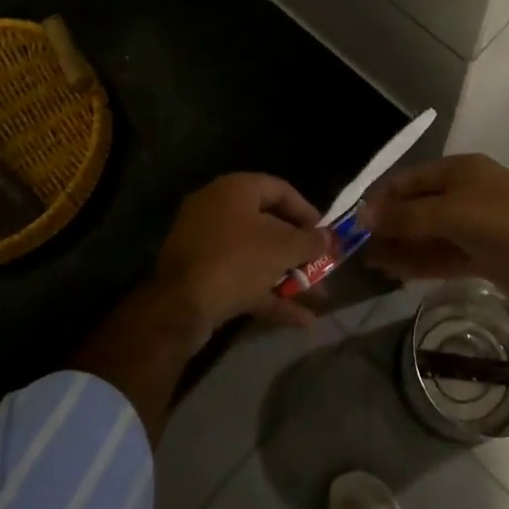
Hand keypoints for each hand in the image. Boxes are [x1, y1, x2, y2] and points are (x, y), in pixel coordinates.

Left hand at [153, 174, 332, 335]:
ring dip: (288, 276)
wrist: (179, 307)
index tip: (325, 233)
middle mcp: (218, 209)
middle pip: (269, 225)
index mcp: (235, 190)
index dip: (307, 211)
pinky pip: (241, 278)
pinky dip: (268, 294)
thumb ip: (310, 241)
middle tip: (323, 266)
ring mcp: (206, 244)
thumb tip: (328, 237)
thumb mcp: (282, 249)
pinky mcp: (201, 275)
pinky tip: (300, 319)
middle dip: (300, 251)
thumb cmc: (236, 261)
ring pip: (256, 256)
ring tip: (319, 297)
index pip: (280, 189)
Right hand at [361, 155, 508, 315]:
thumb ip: (407, 216)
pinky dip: (419, 262)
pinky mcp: (481, 255)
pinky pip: (442, 254)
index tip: (355, 221)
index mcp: (460, 171)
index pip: (410, 179)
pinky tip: (394, 273)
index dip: (383, 198)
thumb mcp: (451, 213)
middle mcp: (465, 193)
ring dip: (401, 247)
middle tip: (357, 248)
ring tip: (369, 264)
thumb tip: (363, 216)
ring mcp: (474, 225)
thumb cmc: (504, 224)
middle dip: (389, 226)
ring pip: (428, 234)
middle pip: (418, 207)